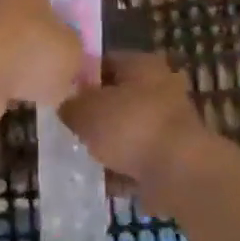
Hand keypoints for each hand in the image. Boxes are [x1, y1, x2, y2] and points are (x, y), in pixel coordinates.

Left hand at [0, 0, 82, 135]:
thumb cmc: (29, 48)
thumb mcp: (72, 51)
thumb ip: (74, 51)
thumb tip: (69, 60)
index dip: (58, 8)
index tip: (70, 32)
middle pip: (22, 15)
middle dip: (38, 38)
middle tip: (59, 62)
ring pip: (4, 42)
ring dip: (18, 62)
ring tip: (40, 86)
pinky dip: (0, 80)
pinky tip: (17, 97)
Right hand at [60, 50, 227, 209]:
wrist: (178, 172)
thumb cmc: (129, 127)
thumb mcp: (84, 110)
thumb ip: (70, 104)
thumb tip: (66, 105)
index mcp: (142, 65)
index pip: (104, 61)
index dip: (80, 77)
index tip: (61, 95)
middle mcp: (162, 87)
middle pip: (119, 97)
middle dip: (96, 113)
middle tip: (70, 126)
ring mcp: (172, 123)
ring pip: (130, 129)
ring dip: (111, 142)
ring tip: (84, 155)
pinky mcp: (175, 155)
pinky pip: (141, 157)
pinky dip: (125, 167)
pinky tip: (104, 178)